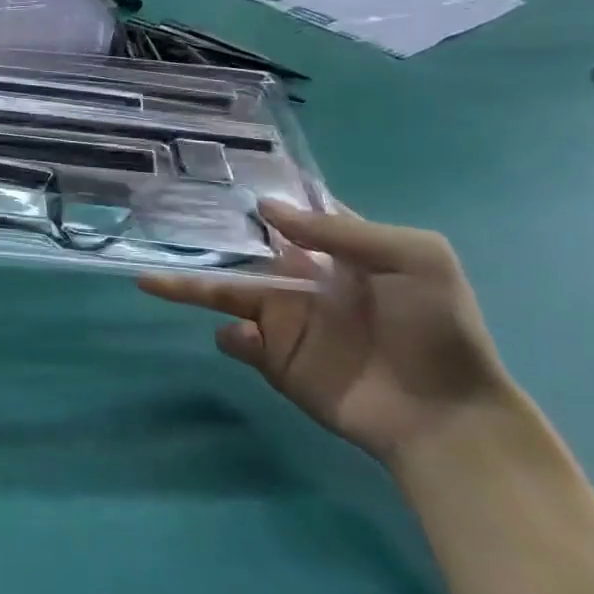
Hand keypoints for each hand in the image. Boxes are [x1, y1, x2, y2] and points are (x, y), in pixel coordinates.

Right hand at [138, 200, 513, 466]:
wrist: (442, 415)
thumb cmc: (436, 328)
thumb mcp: (414, 258)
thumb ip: (339, 230)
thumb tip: (266, 207)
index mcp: (334, 252)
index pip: (287, 216)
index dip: (254, 198)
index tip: (212, 178)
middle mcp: (300, 280)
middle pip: (240, 252)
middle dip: (202, 238)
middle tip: (157, 222)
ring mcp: (283, 321)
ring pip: (223, 293)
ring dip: (188, 286)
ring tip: (151, 282)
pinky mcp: (272, 359)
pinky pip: (235, 339)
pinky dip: (232, 336)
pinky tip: (248, 339)